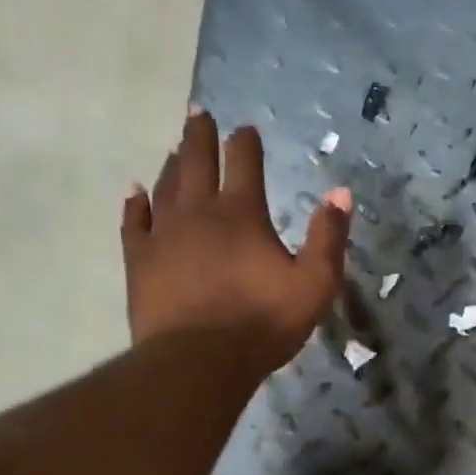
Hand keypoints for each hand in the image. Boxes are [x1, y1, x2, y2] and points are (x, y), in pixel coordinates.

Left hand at [121, 111, 351, 377]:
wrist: (199, 360)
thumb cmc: (263, 323)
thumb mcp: (314, 284)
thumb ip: (328, 237)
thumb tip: (340, 192)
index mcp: (242, 215)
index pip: (244, 164)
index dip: (246, 143)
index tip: (245, 129)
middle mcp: (199, 213)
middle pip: (197, 162)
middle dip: (200, 137)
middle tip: (198, 113)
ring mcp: (164, 235)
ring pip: (165, 186)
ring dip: (172, 164)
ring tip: (175, 149)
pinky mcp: (140, 260)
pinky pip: (135, 221)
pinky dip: (136, 203)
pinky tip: (136, 192)